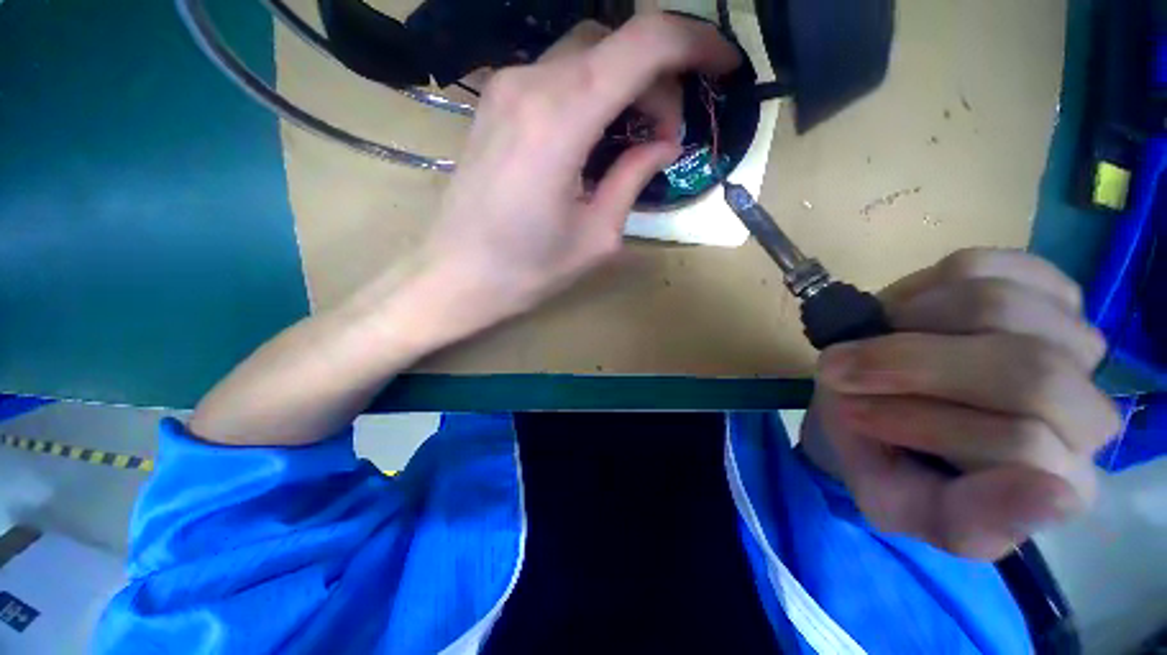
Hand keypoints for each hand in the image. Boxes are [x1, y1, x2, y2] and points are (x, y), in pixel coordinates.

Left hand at [420, 14, 739, 329]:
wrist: (456, 275)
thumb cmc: (527, 270)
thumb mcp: (596, 237)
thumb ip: (633, 178)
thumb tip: (663, 143)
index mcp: (561, 121)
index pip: (645, 43)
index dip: (696, 43)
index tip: (724, 68)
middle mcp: (531, 85)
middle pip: (617, 43)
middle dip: (660, 78)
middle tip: (668, 135)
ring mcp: (506, 88)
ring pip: (587, 53)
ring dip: (627, 83)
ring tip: (637, 136)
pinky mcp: (495, 102)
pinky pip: (559, 74)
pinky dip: (594, 89)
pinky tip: (599, 132)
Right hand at [806, 249, 1120, 559]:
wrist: (874, 408)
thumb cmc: (885, 461)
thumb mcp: (900, 506)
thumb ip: (969, 523)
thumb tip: (1051, 492)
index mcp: (1061, 480)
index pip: (1023, 443)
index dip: (921, 422)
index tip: (851, 412)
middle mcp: (1088, 410)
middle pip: (1030, 372)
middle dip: (910, 364)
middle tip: (841, 367)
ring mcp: (1068, 338)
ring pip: (1000, 307)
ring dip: (906, 323)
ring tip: (872, 340)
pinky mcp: (1033, 286)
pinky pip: (983, 264)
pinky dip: (922, 286)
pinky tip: (901, 314)